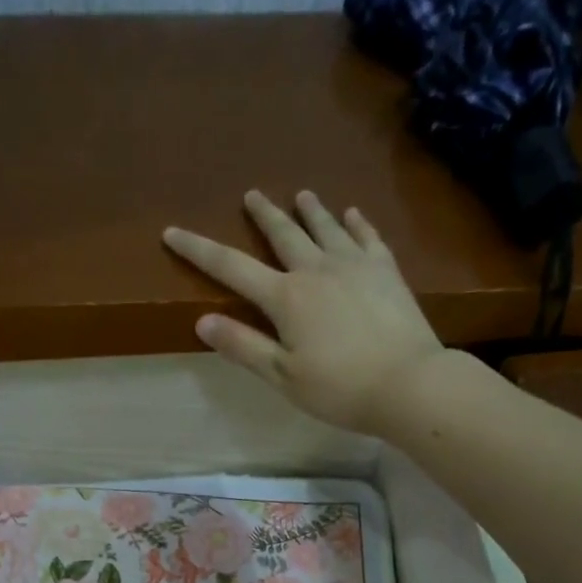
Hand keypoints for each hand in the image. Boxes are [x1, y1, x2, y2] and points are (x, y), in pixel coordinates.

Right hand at [163, 190, 446, 434]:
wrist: (408, 383)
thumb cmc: (339, 388)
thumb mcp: (282, 376)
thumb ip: (243, 347)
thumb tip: (202, 322)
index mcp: (285, 298)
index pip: (231, 268)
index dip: (198, 250)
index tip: (173, 232)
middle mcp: (317, 269)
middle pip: (284, 234)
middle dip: (264, 214)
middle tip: (252, 194)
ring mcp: (356, 265)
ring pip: (326, 228)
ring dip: (310, 211)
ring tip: (301, 195)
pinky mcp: (387, 271)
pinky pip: (367, 237)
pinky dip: (356, 224)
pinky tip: (352, 215)